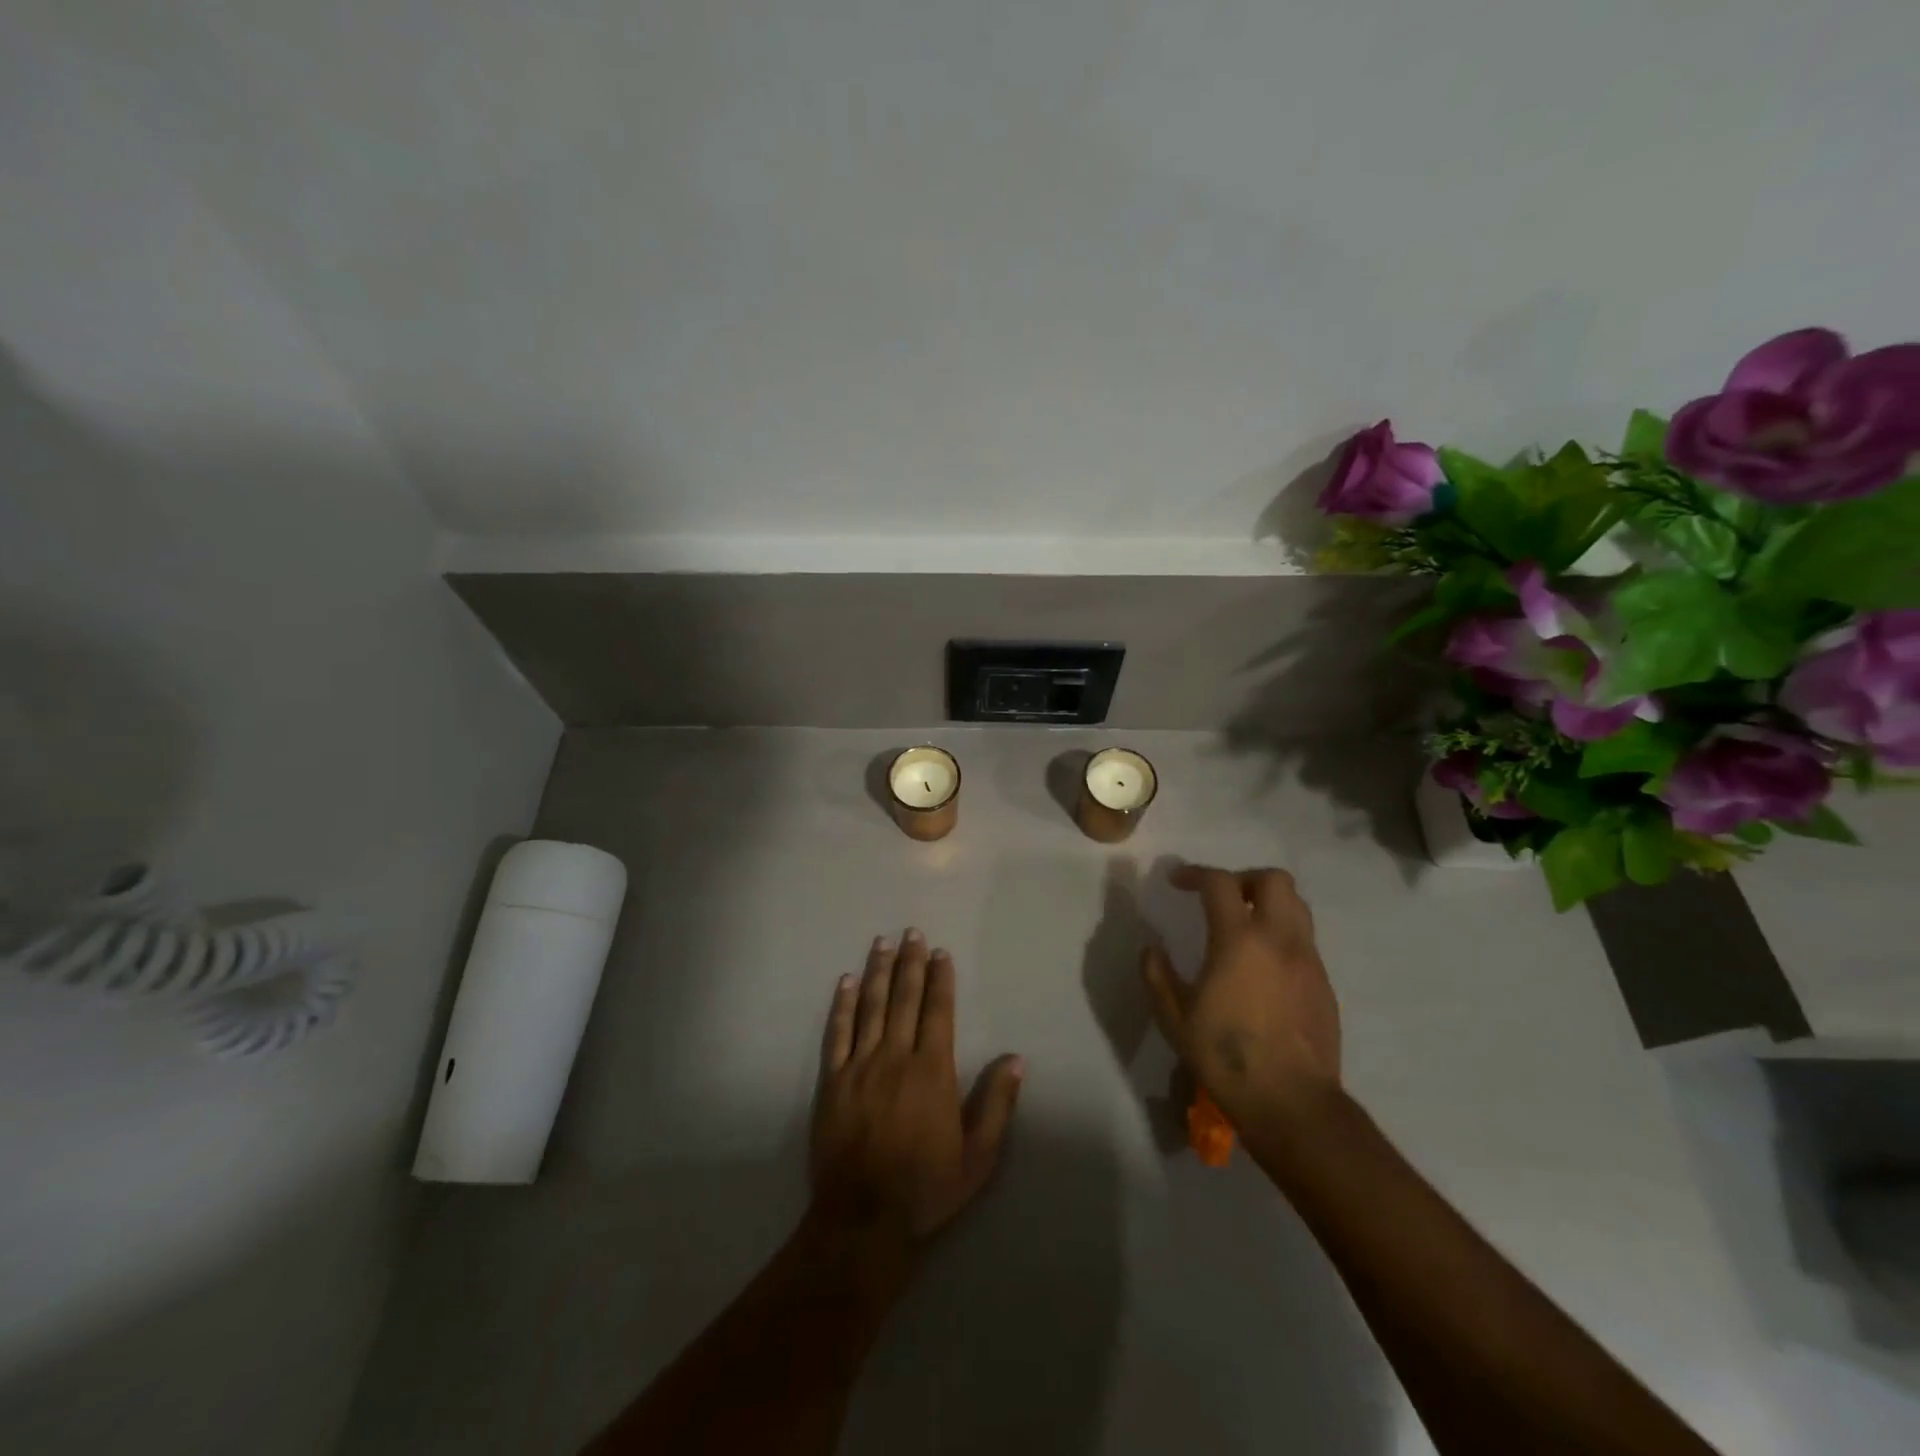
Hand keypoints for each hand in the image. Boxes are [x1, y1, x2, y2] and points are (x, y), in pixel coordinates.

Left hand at [811, 929, 1023, 1246]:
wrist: (863, 1220)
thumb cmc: (926, 1188)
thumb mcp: (978, 1157)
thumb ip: (997, 1105)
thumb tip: (1015, 1059)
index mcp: (932, 1071)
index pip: (938, 1011)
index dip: (940, 979)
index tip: (941, 953)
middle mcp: (896, 1057)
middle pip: (904, 999)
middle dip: (910, 963)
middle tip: (912, 932)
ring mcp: (860, 1066)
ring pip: (871, 1007)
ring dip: (877, 972)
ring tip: (882, 943)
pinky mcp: (832, 1082)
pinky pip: (837, 1033)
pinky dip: (841, 1005)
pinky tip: (845, 982)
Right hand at [1141, 865, 1340, 1126]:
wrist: (1292, 1102)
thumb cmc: (1226, 1057)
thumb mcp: (1175, 1018)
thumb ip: (1158, 975)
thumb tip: (1152, 949)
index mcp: (1239, 940)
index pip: (1219, 883)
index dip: (1194, 873)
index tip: (1176, 881)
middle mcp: (1279, 939)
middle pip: (1273, 879)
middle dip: (1244, 878)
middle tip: (1221, 898)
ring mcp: (1308, 960)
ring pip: (1297, 906)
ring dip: (1268, 903)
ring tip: (1244, 926)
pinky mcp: (1324, 984)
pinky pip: (1304, 940)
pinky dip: (1282, 935)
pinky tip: (1263, 966)